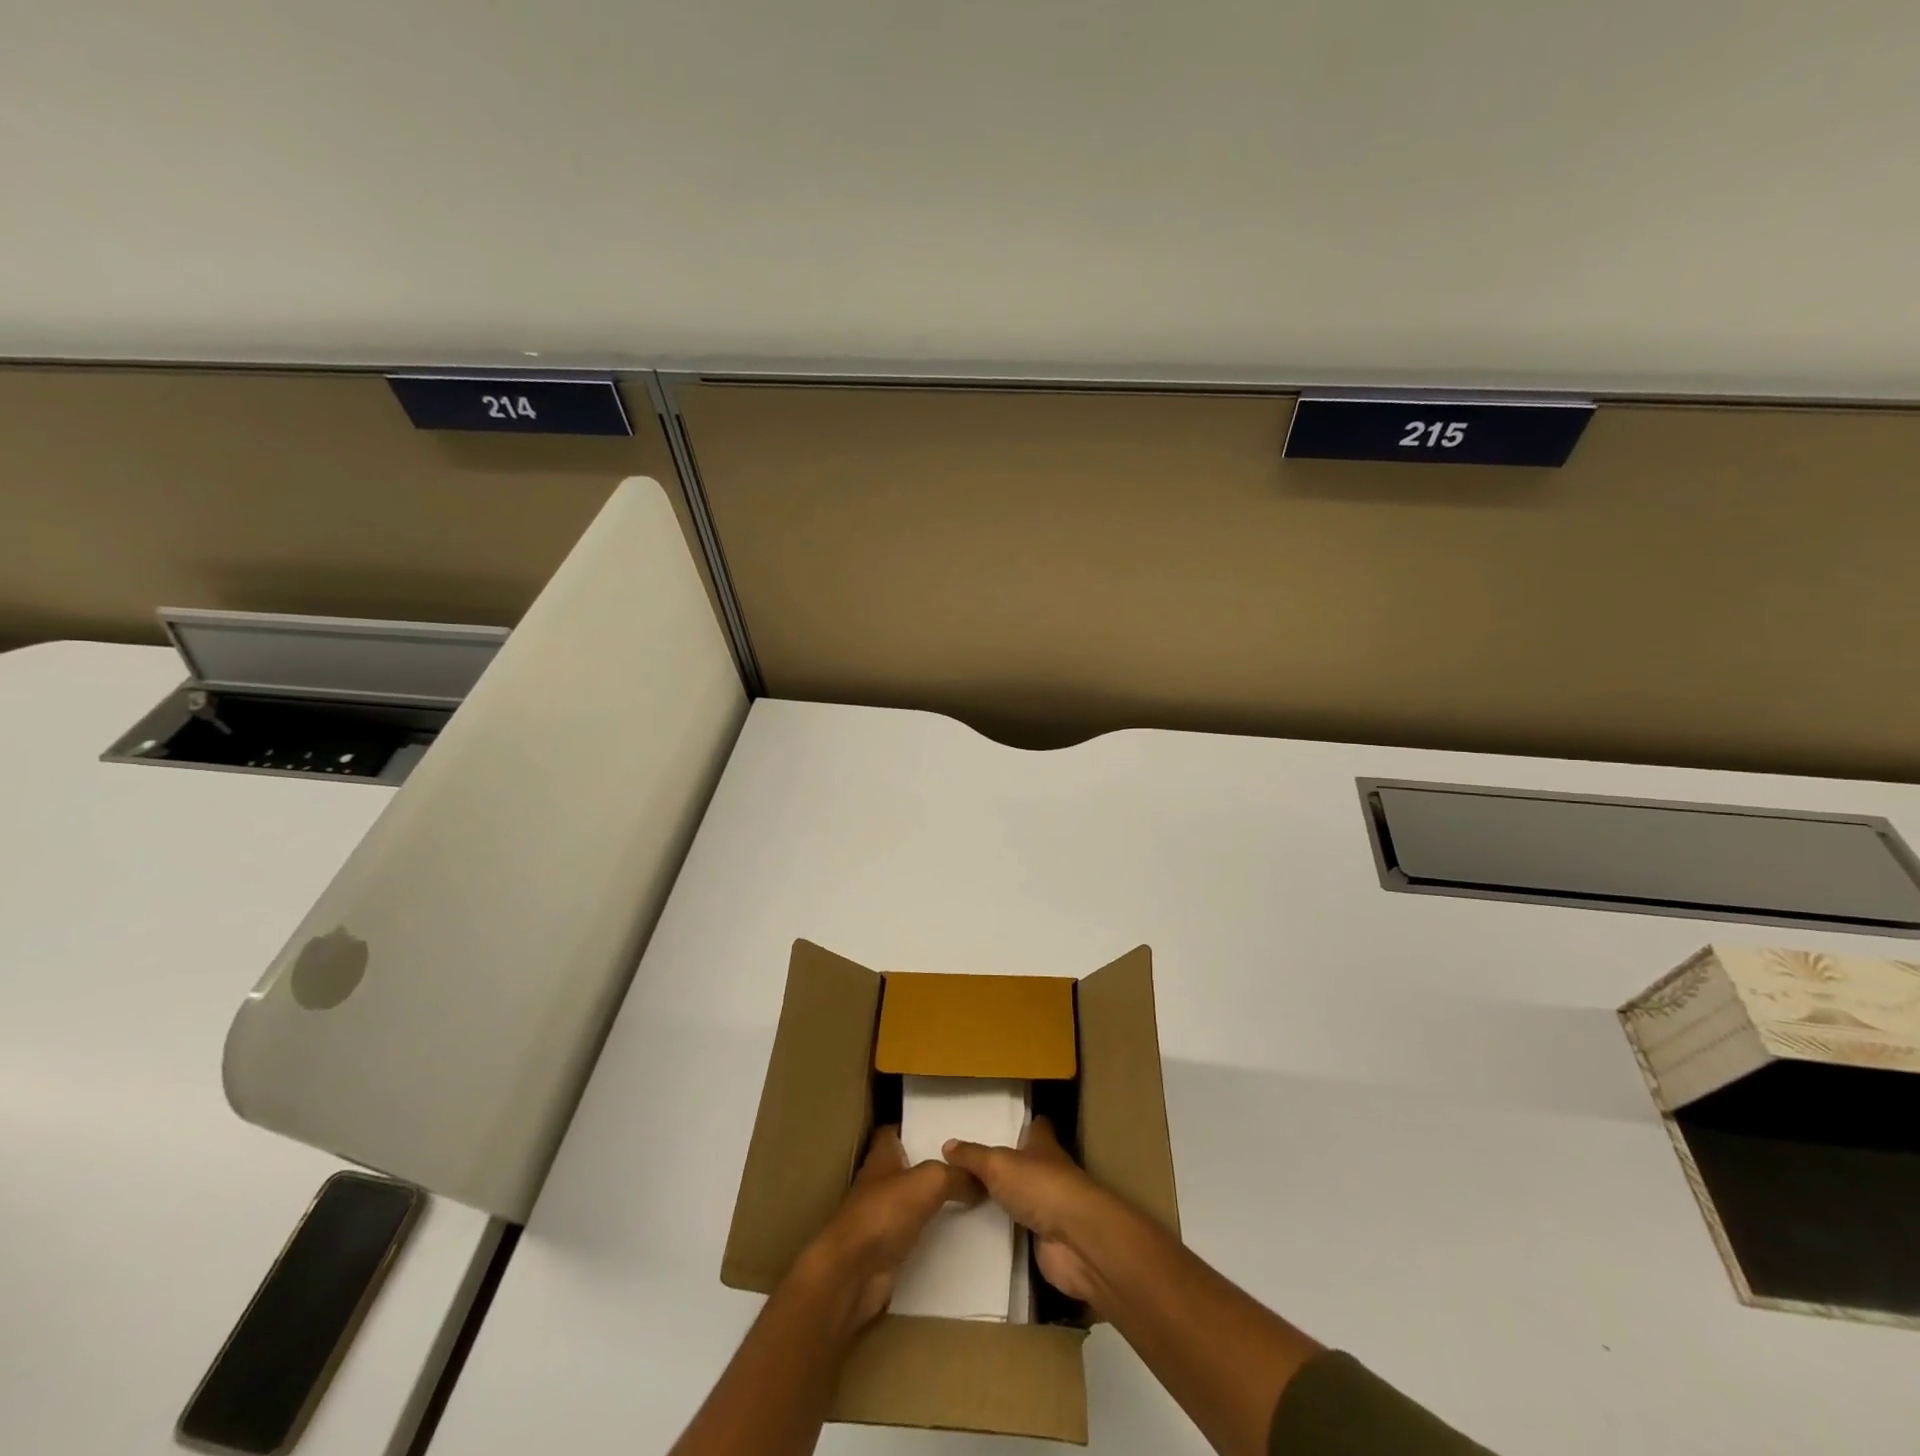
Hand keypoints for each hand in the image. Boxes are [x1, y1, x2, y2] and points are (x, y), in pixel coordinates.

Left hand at [795, 1125, 981, 1333]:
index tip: (944, 1127)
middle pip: (908, 1166)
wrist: (852, 1272)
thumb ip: (957, 1175)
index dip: (914, 1126)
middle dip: (933, 1163)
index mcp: (882, 1156)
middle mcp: (880, 1182)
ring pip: (913, 1200)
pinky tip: (958, 1232)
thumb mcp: (929, 1181)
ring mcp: (881, 1217)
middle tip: (968, 1162)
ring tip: (972, 1194)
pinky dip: (932, 1233)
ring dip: (935, 1200)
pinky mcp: (887, 1249)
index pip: (895, 1131)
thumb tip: (982, 1179)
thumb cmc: (885, 1212)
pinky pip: (915, 1233)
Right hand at [942, 1117, 1111, 1306]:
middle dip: (1009, 1163)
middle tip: (974, 1164)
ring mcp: (1051, 1207)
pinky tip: (984, 1230)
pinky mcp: (1047, 1240)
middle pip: (1029, 1162)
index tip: (1005, 1123)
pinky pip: (1022, 1230)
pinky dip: (1008, 1230)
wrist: (1076, 1241)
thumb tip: (947, 1145)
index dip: (1024, 1124)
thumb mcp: (998, 1164)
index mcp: (1044, 1145)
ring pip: (1025, 1196)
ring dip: (1007, 1198)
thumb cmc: (1041, 1186)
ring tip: (971, 1196)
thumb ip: (973, 1156)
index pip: (1037, 1127)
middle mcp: (1049, 1172)